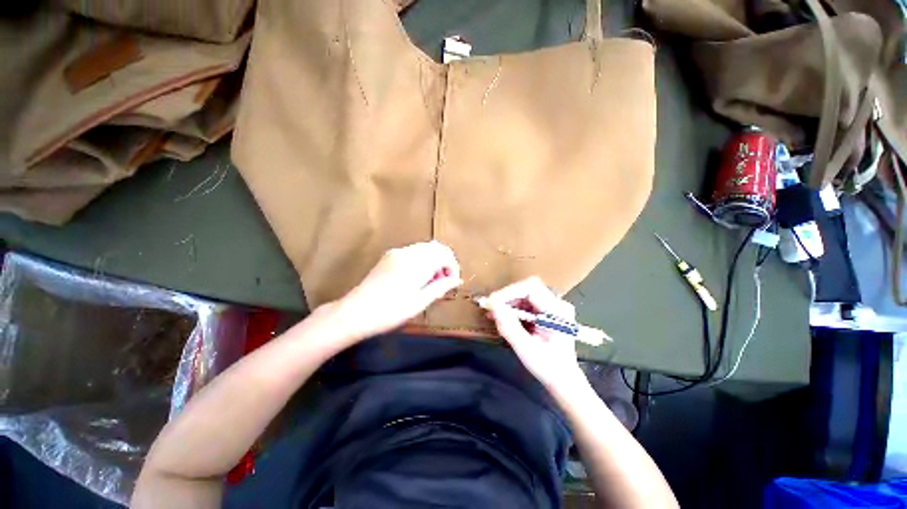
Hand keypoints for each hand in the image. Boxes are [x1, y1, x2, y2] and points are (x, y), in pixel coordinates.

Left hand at [333, 241, 461, 340]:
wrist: (355, 312)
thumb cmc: (389, 312)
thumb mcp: (419, 303)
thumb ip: (440, 288)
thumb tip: (456, 280)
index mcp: (416, 263)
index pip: (444, 254)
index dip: (453, 267)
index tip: (452, 283)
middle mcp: (408, 252)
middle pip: (436, 247)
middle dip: (445, 262)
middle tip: (443, 282)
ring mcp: (397, 252)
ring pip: (425, 248)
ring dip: (434, 260)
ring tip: (431, 282)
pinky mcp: (389, 256)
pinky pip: (413, 251)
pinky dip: (423, 260)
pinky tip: (417, 277)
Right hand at [488, 277, 585, 392]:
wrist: (564, 380)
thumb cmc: (549, 367)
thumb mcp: (526, 349)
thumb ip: (509, 327)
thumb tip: (492, 306)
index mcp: (557, 311)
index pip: (532, 288)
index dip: (510, 292)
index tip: (493, 302)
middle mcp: (557, 304)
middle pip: (527, 289)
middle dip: (507, 297)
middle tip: (490, 308)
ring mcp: (552, 307)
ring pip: (524, 294)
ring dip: (507, 302)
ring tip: (493, 314)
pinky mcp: (546, 311)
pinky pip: (525, 303)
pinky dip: (512, 308)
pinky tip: (501, 317)